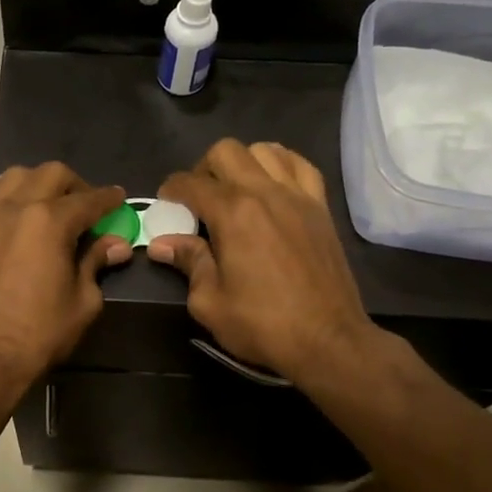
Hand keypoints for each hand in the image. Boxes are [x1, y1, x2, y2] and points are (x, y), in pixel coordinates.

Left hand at [0, 163, 131, 389]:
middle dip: (74, 185)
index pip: (88, 199)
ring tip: (44, 204)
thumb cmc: (38, 334)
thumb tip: (115, 244)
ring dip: (36, 183)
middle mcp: (15, 207)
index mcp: (50, 222)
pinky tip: (10, 212)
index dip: (108, 199)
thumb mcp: (82, 302)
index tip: (118, 199)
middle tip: (83, 206)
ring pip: (13, 177)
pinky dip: (3, 196)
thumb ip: (96, 263)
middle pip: (51, 175)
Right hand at [148, 140, 372, 381]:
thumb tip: (162, 243)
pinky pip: (300, 165)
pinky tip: (271, 184)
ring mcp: (298, 196)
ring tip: (235, 190)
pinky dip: (281, 164)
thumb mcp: (210, 302)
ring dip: (242, 163)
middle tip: (199, 199)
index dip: (171, 190)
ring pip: (264, 150)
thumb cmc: (263, 325)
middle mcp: (264, 192)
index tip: (165, 204)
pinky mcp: (321, 207)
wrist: (328, 341)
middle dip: (203, 168)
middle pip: (226, 151)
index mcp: (233, 213)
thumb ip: (188, 263)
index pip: (191, 183)